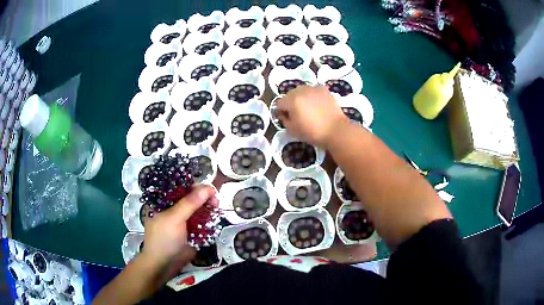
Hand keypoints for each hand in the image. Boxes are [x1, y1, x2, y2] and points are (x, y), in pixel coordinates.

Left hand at [139, 185, 217, 272]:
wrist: (165, 265)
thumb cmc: (164, 239)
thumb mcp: (174, 219)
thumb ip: (190, 203)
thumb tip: (208, 188)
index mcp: (162, 201)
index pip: (179, 187)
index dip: (194, 186)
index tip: (209, 190)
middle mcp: (172, 207)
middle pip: (190, 197)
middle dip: (203, 197)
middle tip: (215, 201)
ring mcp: (181, 219)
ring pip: (197, 209)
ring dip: (207, 208)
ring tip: (216, 208)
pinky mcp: (190, 230)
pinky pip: (200, 221)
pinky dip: (208, 219)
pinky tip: (214, 218)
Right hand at [276, 85, 347, 147]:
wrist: (336, 130)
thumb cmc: (312, 132)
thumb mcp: (293, 130)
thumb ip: (284, 120)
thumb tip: (284, 114)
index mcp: (292, 100)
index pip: (279, 103)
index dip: (280, 112)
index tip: (286, 119)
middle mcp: (301, 91)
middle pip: (290, 95)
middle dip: (290, 103)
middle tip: (297, 114)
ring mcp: (313, 88)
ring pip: (301, 91)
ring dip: (301, 98)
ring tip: (308, 109)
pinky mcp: (324, 89)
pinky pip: (313, 91)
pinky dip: (312, 96)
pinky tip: (317, 105)